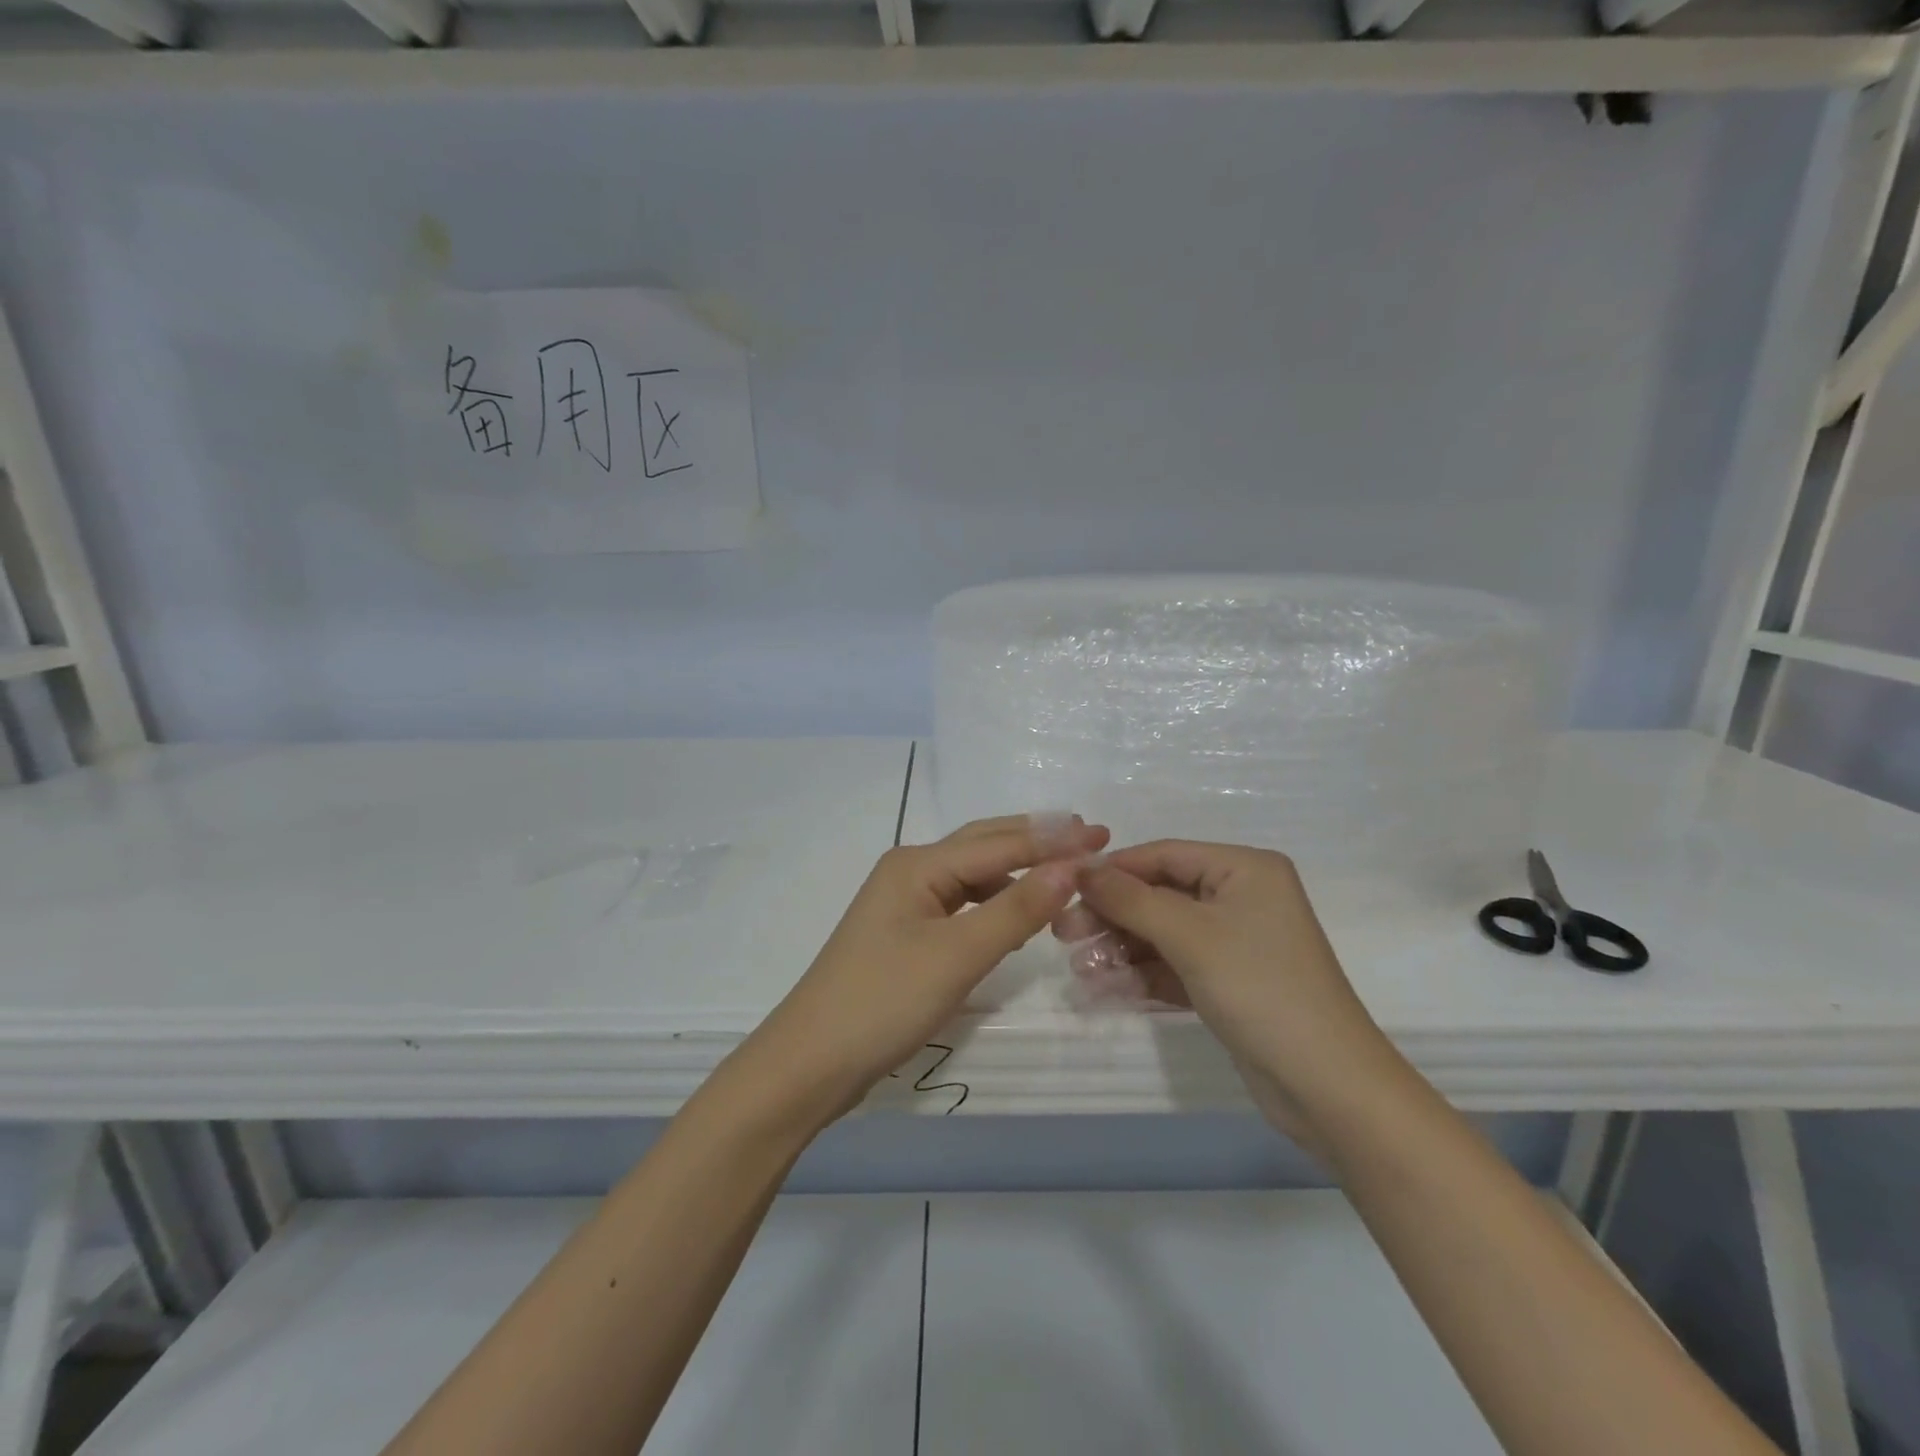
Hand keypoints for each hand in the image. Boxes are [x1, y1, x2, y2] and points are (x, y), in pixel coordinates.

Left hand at [741, 815, 1109, 1125]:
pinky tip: (1016, 916)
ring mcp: (904, 903)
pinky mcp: (904, 934)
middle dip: (1036, 842)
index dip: (1054, 840)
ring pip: (972, 875)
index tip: (1104, 836)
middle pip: (983, 846)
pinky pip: (961, 904)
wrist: (810, 1062)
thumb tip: (1071, 866)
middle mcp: (910, 870)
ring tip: (1064, 874)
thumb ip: (1016, 909)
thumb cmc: (883, 1002)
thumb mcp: (958, 954)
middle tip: (1089, 840)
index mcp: (918, 864)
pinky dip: (994, 902)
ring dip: (1017, 871)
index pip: (1000, 843)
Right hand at [1069, 841, 1395, 1137]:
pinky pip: (1175, 966)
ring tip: (1080, 969)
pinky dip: (1143, 975)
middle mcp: (1241, 897)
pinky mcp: (1229, 982)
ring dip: (1121, 949)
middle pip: (1160, 895)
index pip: (1164, 855)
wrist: (1327, 1088)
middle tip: (1064, 935)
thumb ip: (1130, 899)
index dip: (1113, 870)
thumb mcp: (1190, 936)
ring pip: (1163, 933)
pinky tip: (1106, 989)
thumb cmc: (1260, 990)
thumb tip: (1081, 868)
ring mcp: (1235, 942)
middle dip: (1112, 915)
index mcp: (1244, 869)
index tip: (1064, 888)